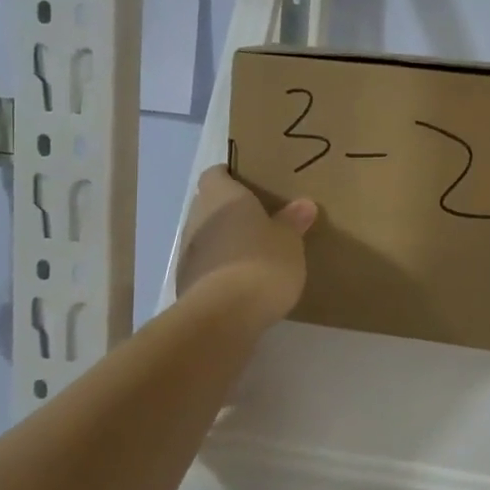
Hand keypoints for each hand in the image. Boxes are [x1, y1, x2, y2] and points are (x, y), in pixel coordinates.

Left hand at [175, 166, 315, 328]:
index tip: (251, 184)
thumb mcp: (289, 240)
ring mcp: (187, 252)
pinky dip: (220, 269)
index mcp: (221, 196)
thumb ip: (293, 221)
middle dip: (230, 211)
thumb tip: (304, 204)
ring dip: (224, 242)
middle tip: (260, 219)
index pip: (216, 174)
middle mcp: (197, 217)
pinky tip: (242, 283)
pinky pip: (206, 266)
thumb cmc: (261, 262)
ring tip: (253, 253)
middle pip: (209, 205)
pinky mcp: (185, 283)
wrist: (224, 315)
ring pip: (206, 237)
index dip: (230, 176)